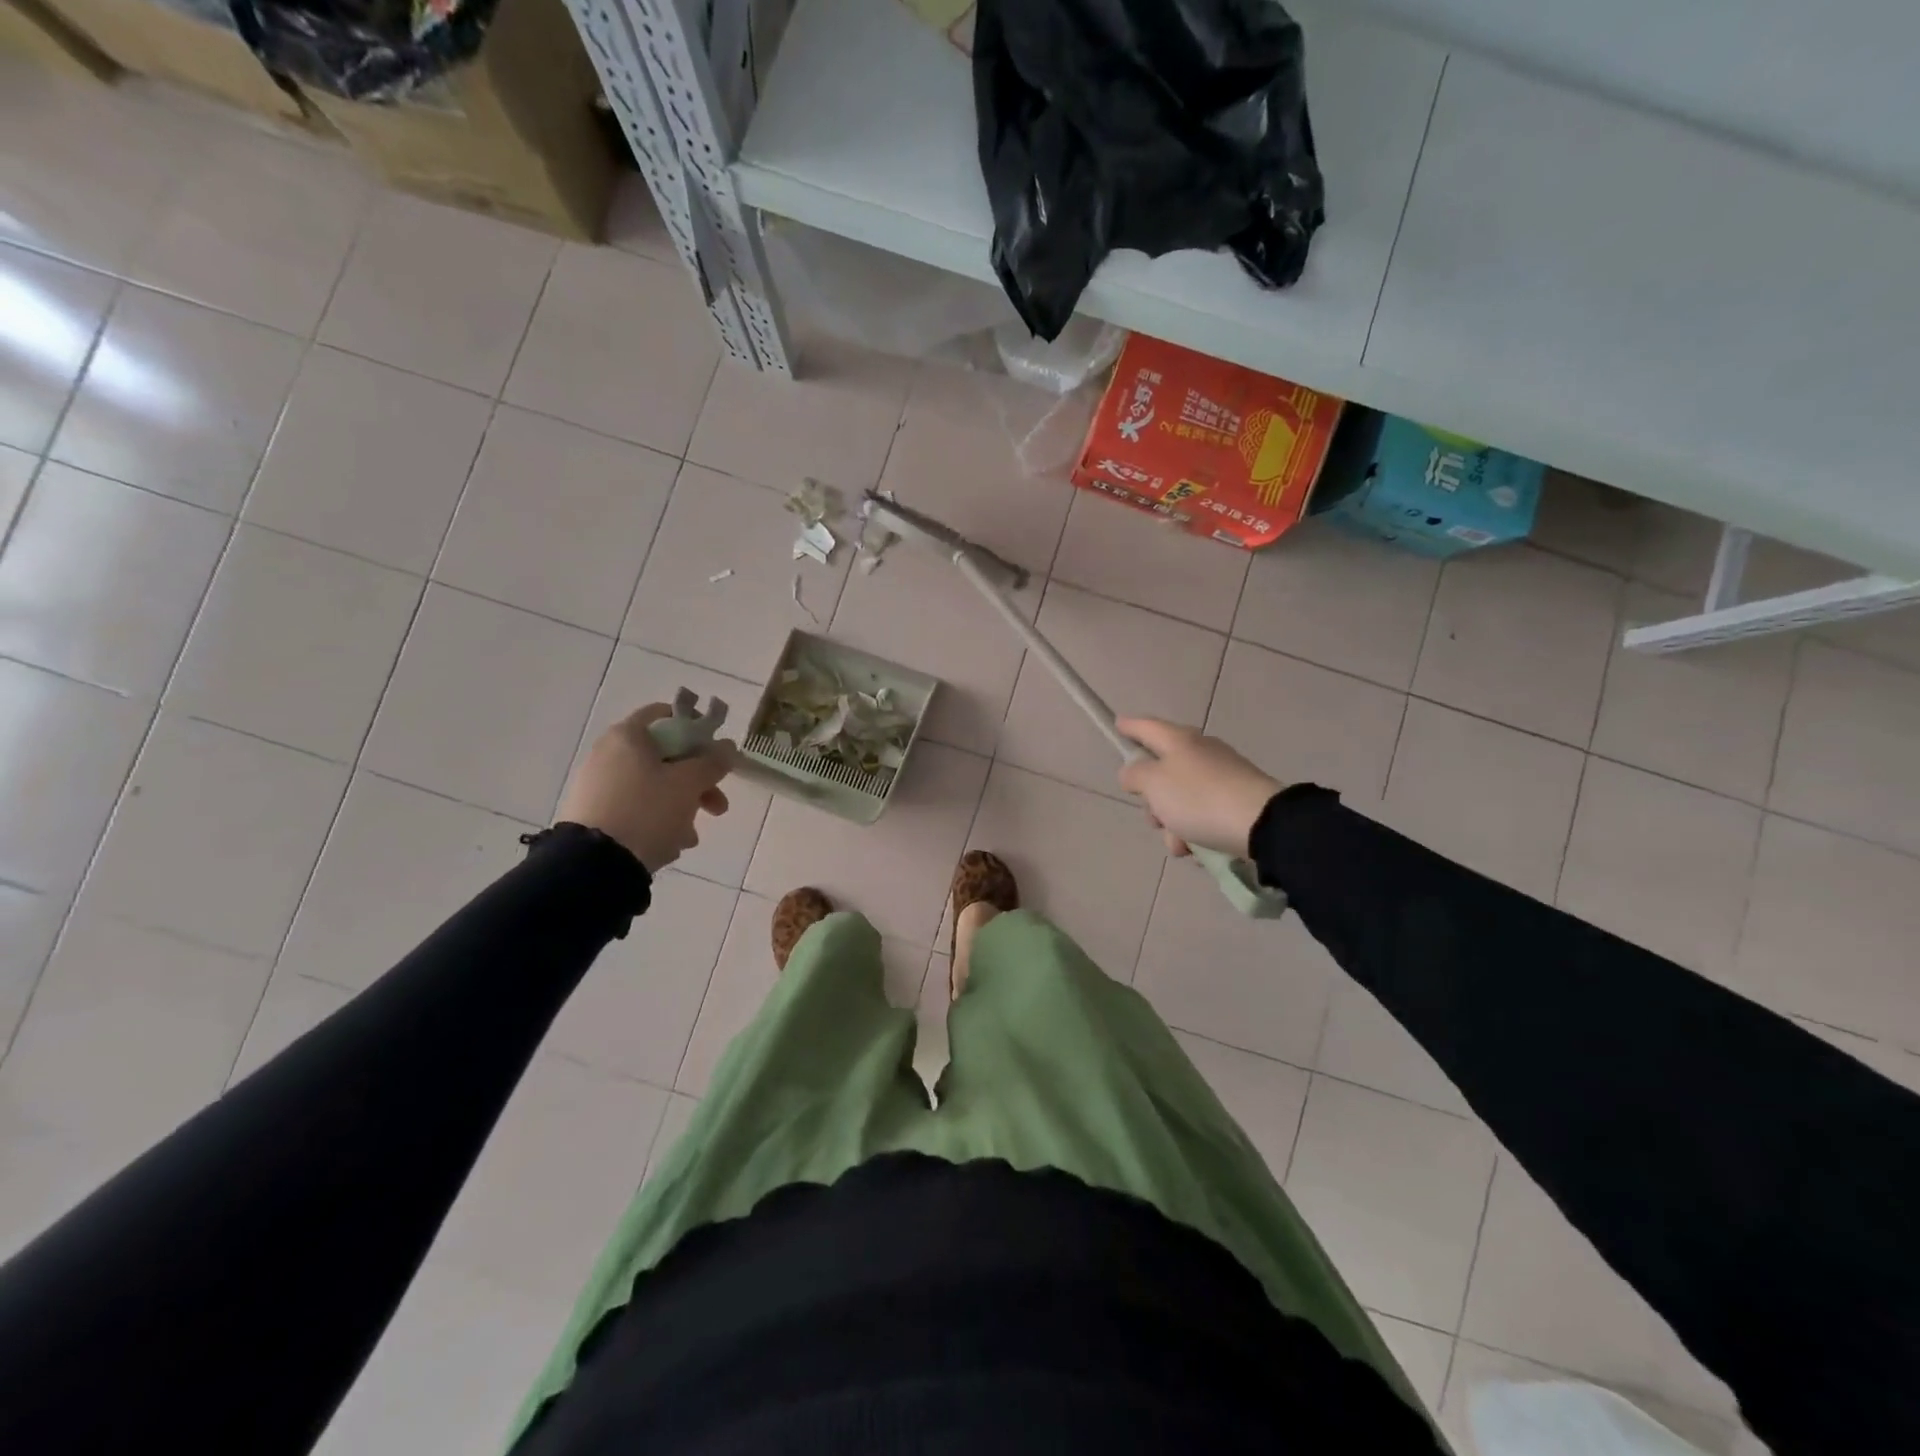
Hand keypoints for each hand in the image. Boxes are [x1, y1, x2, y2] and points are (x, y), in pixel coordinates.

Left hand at [557, 704, 738, 873]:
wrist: (593, 864)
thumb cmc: (647, 810)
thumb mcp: (689, 784)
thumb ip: (712, 763)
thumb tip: (727, 747)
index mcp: (628, 736)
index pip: (665, 715)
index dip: (695, 727)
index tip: (716, 750)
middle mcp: (609, 754)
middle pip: (665, 758)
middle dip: (698, 782)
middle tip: (718, 805)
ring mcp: (599, 785)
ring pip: (654, 787)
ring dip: (681, 807)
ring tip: (691, 837)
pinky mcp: (595, 814)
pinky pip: (636, 809)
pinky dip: (657, 821)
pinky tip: (669, 845)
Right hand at [1115, 717, 1283, 859]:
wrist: (1262, 825)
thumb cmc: (1198, 798)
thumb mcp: (1154, 784)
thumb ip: (1135, 775)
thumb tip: (1133, 772)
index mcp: (1179, 740)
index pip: (1147, 727)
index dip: (1129, 727)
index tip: (1117, 726)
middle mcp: (1201, 752)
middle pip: (1163, 770)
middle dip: (1152, 799)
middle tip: (1153, 817)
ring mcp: (1222, 776)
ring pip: (1181, 799)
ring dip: (1173, 824)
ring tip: (1180, 844)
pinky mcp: (1237, 800)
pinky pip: (1204, 814)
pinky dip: (1196, 831)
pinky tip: (1199, 849)